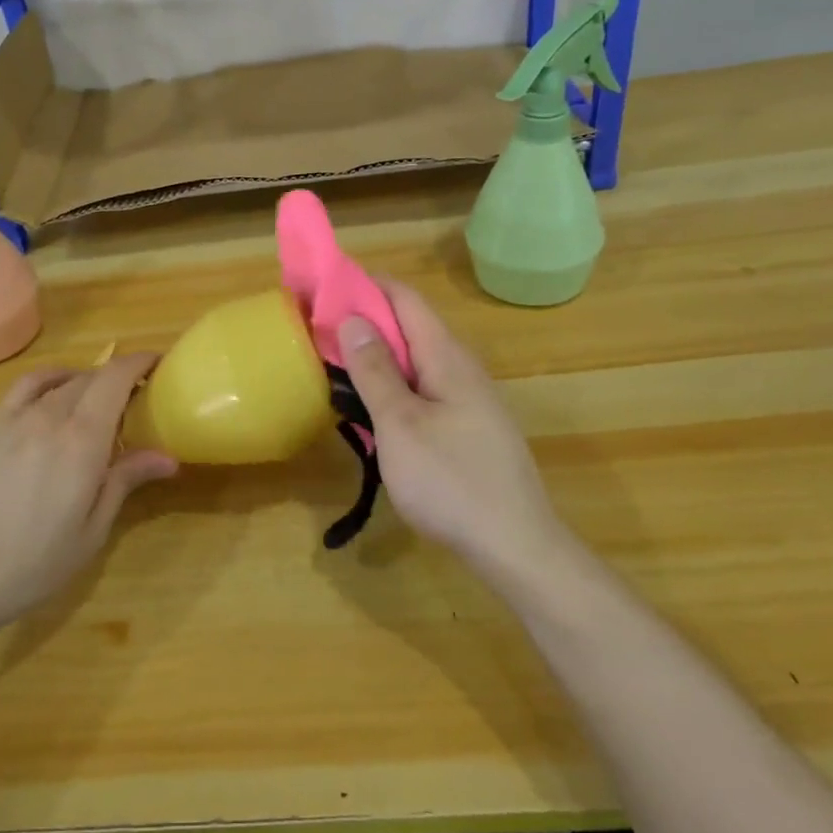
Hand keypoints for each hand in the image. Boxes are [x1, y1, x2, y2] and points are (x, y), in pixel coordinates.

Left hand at [0, 353, 176, 651]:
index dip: (140, 362)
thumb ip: (124, 483)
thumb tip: (167, 456)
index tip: (160, 364)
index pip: (116, 378)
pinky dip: (50, 380)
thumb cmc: (28, 565)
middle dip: (120, 378)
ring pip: (61, 381)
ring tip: (100, 400)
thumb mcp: (89, 533)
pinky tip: (55, 395)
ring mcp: (14, 420)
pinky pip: (26, 388)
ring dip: (88, 381)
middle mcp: (49, 417)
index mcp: (82, 440)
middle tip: (139, 399)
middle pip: (91, 378)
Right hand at [336, 279, 568, 586]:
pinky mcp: (466, 427)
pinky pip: (422, 390)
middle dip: (364, 322)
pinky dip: (392, 387)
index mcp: (446, 357)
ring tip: (335, 367)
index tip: (323, 287)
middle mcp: (461, 368)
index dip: (365, 285)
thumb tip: (354, 319)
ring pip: (415, 362)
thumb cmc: (450, 481)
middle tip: (317, 332)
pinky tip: (371, 410)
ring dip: (376, 358)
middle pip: (409, 327)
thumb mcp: (400, 424)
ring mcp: (468, 399)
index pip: (404, 298)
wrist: (515, 547)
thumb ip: (375, 371)